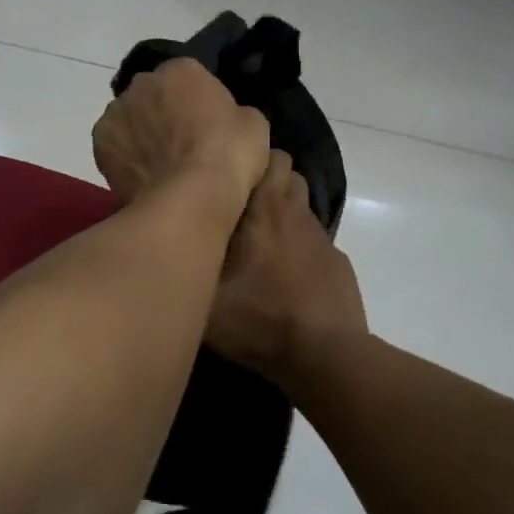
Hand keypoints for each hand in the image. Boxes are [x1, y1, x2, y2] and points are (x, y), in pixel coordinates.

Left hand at [92, 58, 269, 213]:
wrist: (192, 197)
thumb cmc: (229, 155)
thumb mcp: (253, 124)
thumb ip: (233, 111)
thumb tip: (224, 119)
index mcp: (181, 69)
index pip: (187, 75)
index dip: (196, 98)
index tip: (206, 122)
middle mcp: (142, 83)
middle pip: (152, 93)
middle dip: (163, 110)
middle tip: (182, 143)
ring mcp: (116, 113)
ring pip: (129, 118)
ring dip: (140, 132)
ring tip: (160, 164)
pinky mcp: (100, 145)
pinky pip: (115, 145)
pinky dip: (124, 156)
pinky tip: (141, 175)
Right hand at [209, 151, 367, 380]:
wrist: (325, 356)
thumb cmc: (260, 320)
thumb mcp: (206, 300)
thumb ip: (188, 265)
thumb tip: (176, 243)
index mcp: (265, 210)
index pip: (270, 158)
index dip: (252, 162)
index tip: (228, 177)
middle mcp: (296, 214)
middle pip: (288, 175)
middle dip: (267, 182)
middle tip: (239, 208)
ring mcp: (322, 239)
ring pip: (301, 208)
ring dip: (283, 215)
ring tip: (260, 243)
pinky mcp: (338, 264)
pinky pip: (314, 242)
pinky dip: (300, 248)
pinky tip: (286, 278)